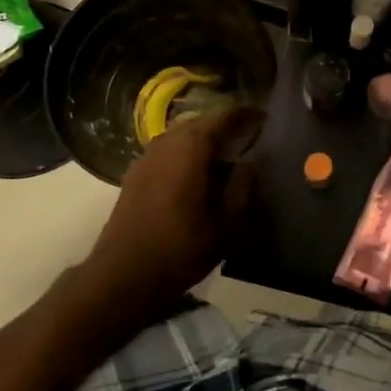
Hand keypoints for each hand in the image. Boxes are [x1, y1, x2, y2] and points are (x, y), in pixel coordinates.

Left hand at [77, 105, 262, 322]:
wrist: (124, 275)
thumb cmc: (182, 247)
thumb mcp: (228, 222)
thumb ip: (243, 185)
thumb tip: (251, 162)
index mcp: (192, 147)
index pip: (225, 116)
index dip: (247, 115)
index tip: (266, 118)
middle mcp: (167, 141)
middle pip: (201, 121)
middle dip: (225, 125)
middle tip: (249, 135)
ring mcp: (146, 156)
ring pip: (182, 134)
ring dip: (204, 138)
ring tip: (226, 153)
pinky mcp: (135, 174)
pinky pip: (168, 150)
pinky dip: (186, 152)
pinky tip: (197, 172)